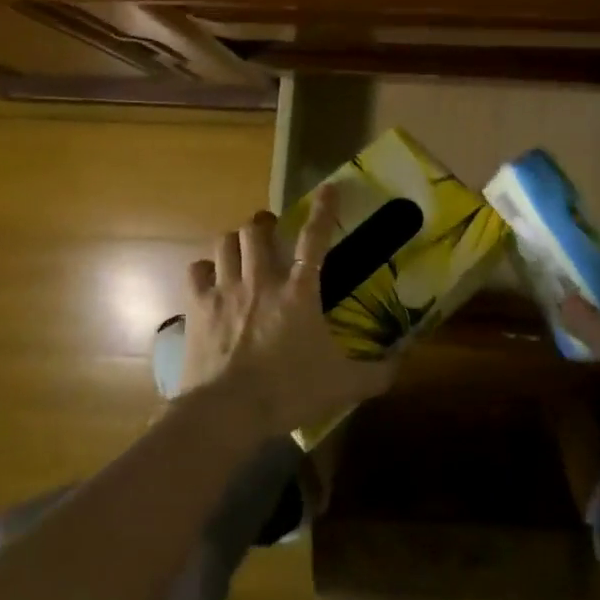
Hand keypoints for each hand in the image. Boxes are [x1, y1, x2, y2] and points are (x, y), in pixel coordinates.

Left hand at [183, 186, 395, 439]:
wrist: (227, 412)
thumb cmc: (289, 392)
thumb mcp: (343, 386)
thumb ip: (376, 373)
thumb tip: (403, 363)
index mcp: (300, 292)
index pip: (315, 239)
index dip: (324, 209)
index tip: (329, 187)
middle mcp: (262, 280)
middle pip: (257, 230)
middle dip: (264, 223)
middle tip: (271, 230)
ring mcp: (226, 290)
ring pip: (225, 242)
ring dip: (235, 240)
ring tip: (242, 248)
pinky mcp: (198, 307)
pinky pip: (196, 271)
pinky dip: (204, 270)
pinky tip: (210, 277)